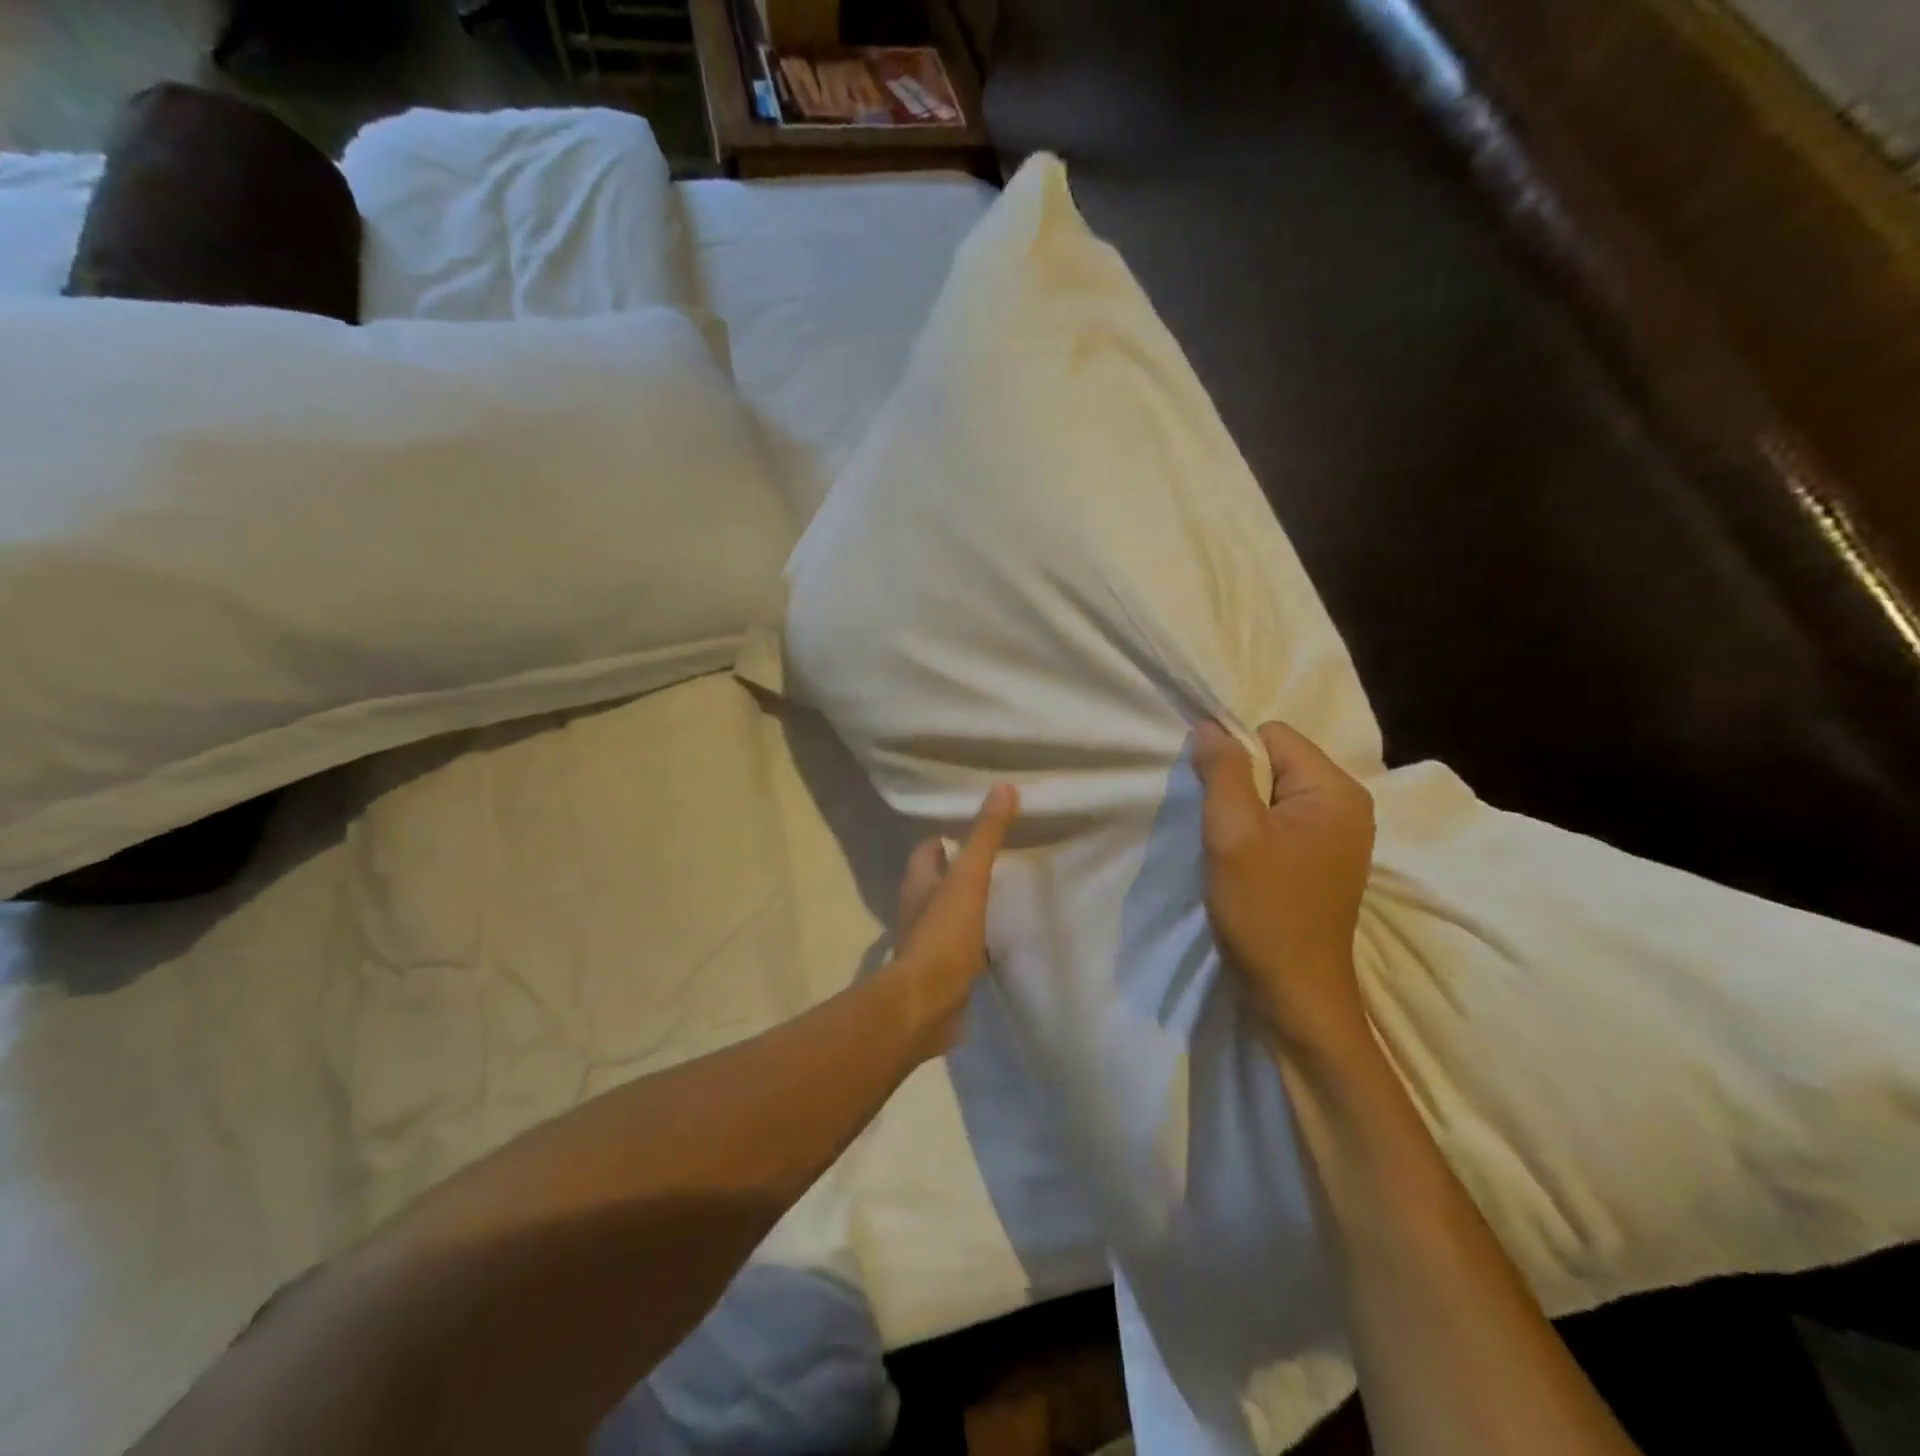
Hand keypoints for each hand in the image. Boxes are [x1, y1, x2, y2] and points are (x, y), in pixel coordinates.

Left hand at [889, 783, 1018, 1059]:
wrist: (926, 1004)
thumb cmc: (943, 935)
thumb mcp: (969, 878)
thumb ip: (986, 836)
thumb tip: (1003, 787)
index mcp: (918, 882)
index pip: (928, 849)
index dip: (948, 838)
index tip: (978, 831)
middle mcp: (918, 908)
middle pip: (939, 881)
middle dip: (963, 871)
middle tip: (1000, 861)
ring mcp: (928, 942)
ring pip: (951, 915)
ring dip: (972, 907)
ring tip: (1006, 896)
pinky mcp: (943, 972)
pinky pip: (963, 948)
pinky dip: (979, 941)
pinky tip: (1002, 940)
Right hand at [1193, 720, 1374, 1058]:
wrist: (1294, 990)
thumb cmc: (1263, 907)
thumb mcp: (1233, 832)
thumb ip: (1222, 770)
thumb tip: (1209, 726)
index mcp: (1335, 789)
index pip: (1272, 736)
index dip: (1234, 757)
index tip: (1215, 800)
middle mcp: (1348, 803)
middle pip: (1276, 761)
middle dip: (1239, 786)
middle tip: (1223, 830)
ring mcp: (1340, 834)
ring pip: (1275, 793)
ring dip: (1244, 812)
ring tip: (1232, 849)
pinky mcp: (1325, 859)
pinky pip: (1283, 821)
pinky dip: (1257, 833)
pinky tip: (1246, 864)